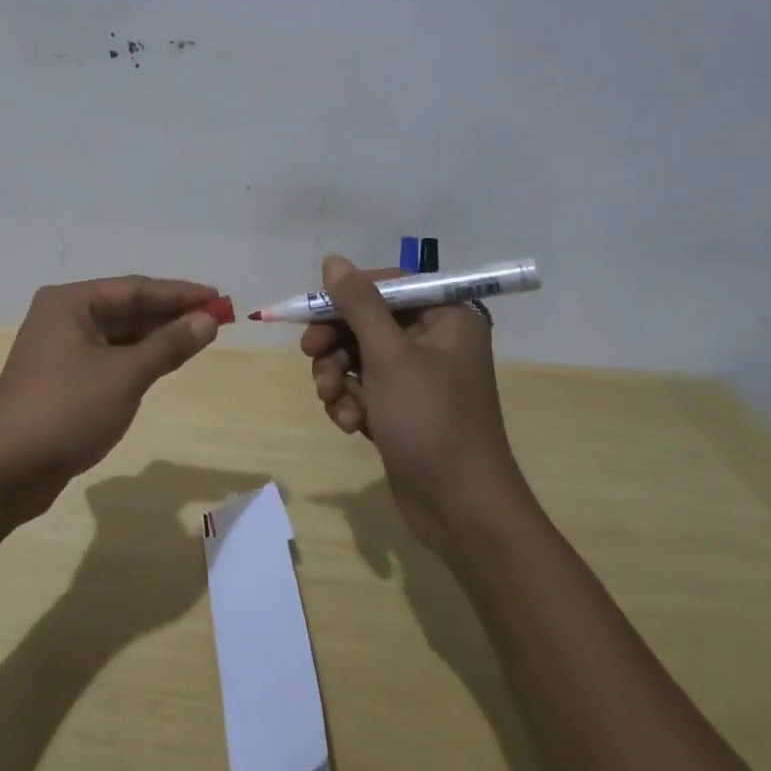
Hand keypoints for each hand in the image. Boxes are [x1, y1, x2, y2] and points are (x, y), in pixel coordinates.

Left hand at [0, 276, 221, 522]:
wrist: (3, 472)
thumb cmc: (65, 412)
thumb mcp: (124, 376)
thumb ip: (168, 345)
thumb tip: (208, 320)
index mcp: (70, 302)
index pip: (135, 289)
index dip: (180, 293)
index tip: (218, 297)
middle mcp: (63, 317)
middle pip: (127, 309)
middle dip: (171, 315)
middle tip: (216, 319)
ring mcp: (61, 349)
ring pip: (119, 335)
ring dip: (157, 338)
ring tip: (200, 338)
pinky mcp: (63, 380)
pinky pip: (110, 358)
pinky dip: (139, 359)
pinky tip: (166, 362)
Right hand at [301, 255, 521, 550]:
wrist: (460, 509)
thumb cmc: (430, 420)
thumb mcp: (389, 356)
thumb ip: (359, 304)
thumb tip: (333, 262)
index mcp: (446, 317)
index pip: (389, 284)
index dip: (349, 294)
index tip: (314, 309)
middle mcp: (434, 341)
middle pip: (368, 320)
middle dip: (336, 340)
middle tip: (311, 353)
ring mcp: (418, 378)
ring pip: (359, 356)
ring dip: (337, 374)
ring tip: (331, 398)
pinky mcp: (403, 409)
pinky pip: (365, 389)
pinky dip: (351, 401)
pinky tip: (348, 423)